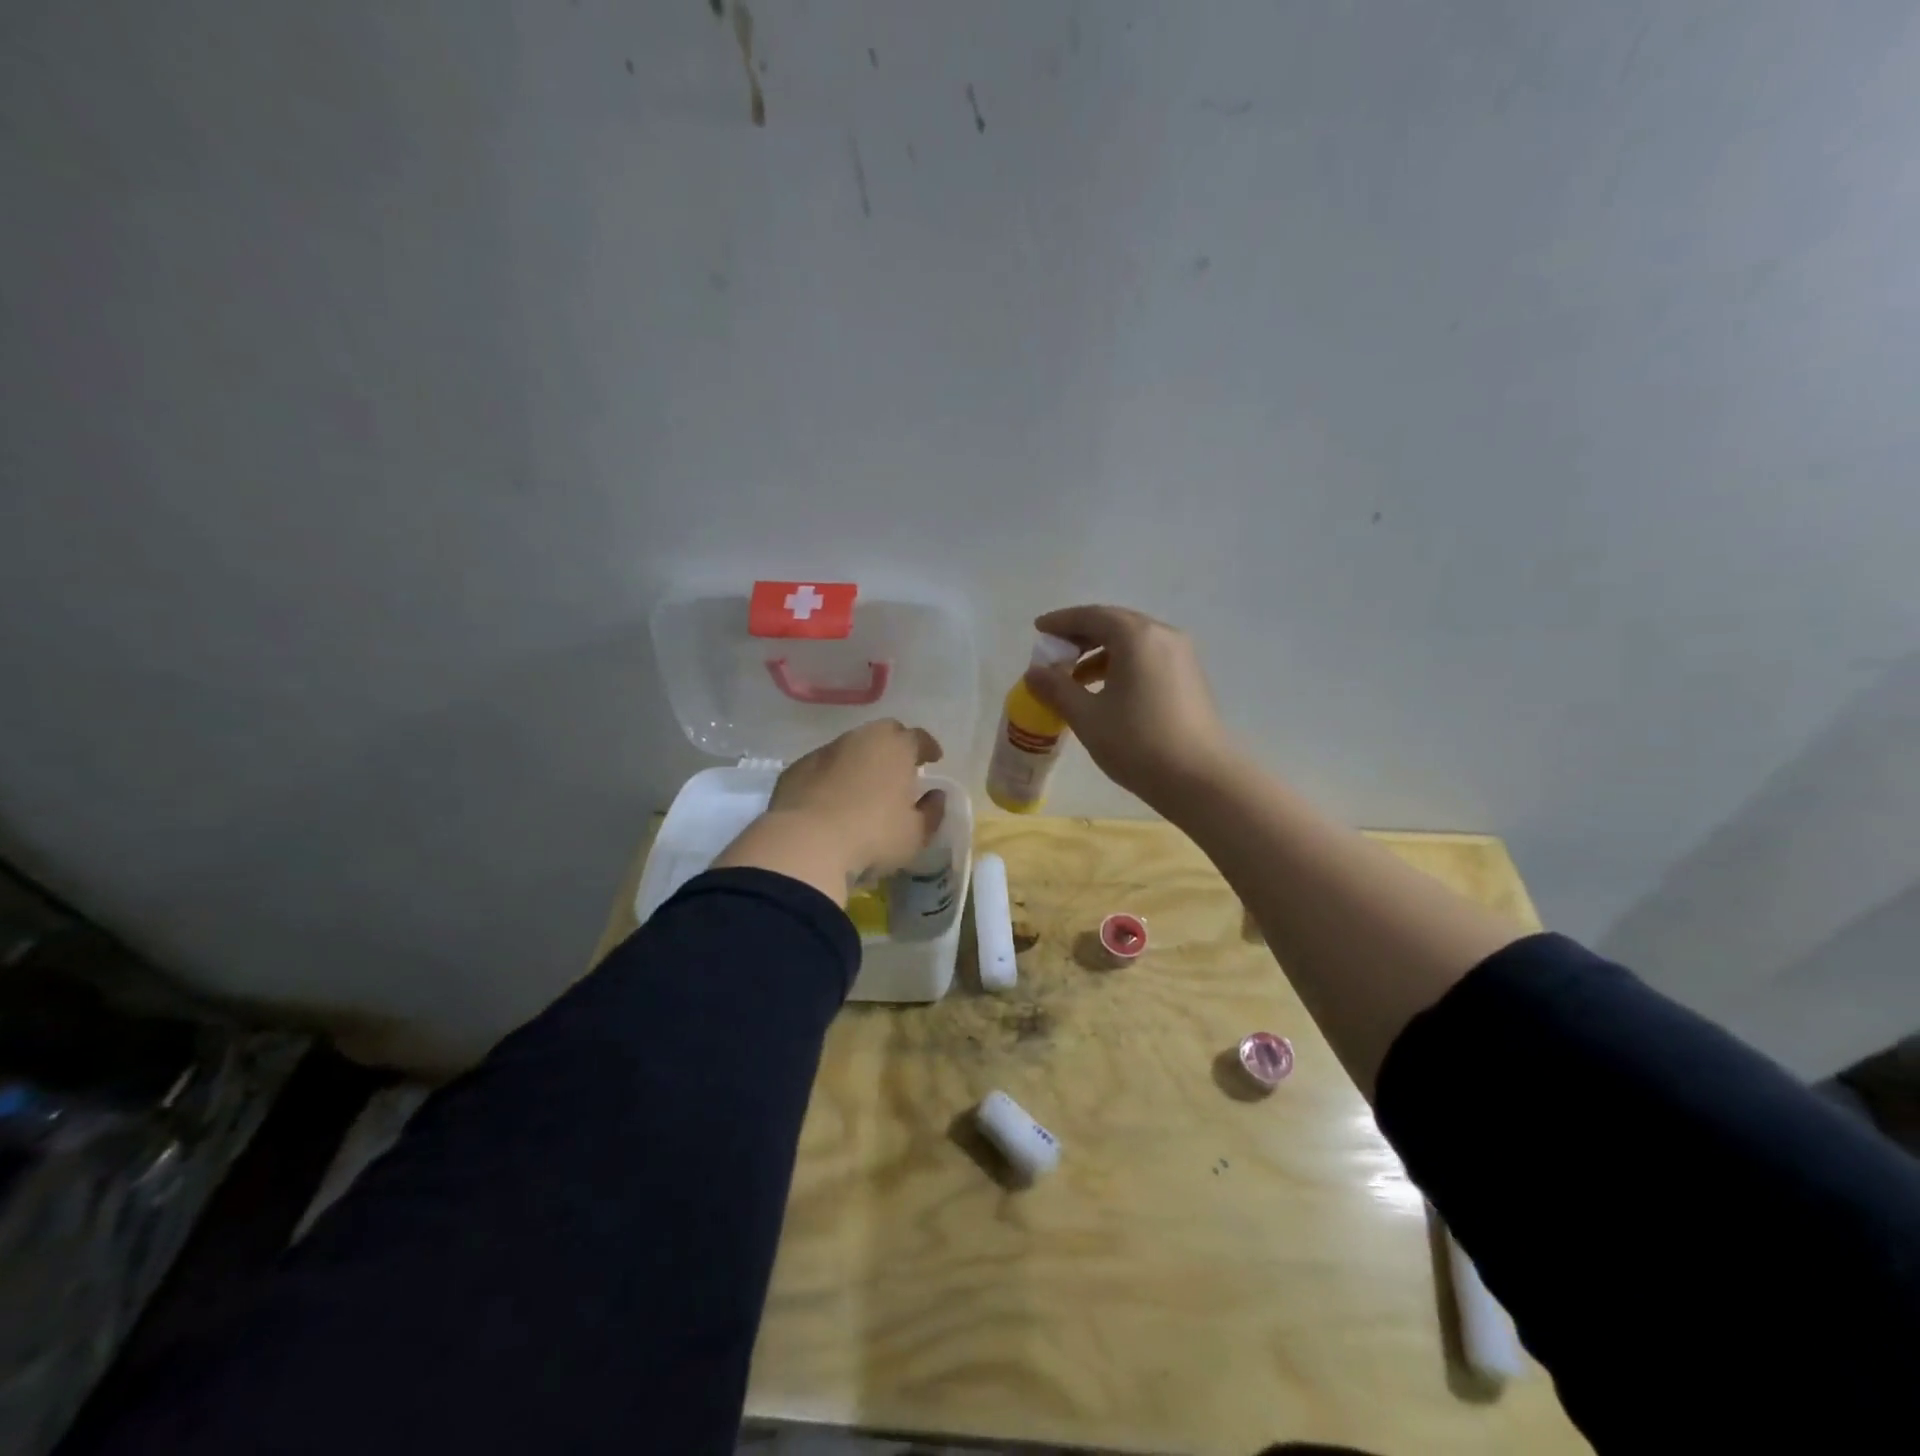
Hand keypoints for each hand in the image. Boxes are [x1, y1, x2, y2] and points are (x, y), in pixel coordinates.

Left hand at [713, 719, 945, 902]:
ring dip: (861, 761)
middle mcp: (860, 739)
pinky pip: (822, 766)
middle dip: (895, 747)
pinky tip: (831, 799)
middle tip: (900, 769)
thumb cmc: (873, 836)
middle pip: (883, 733)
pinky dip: (832, 776)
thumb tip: (936, 796)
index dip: (927, 748)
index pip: (918, 737)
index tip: (933, 759)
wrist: (805, 843)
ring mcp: (824, 751)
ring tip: (865, 786)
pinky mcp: (796, 769)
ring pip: (850, 748)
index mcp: (896, 747)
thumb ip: (931, 812)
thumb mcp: (915, 834)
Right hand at [1023, 605, 1233, 807]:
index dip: (1061, 621)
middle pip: (1114, 623)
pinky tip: (1106, 691)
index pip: (1091, 616)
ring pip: (1133, 642)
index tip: (1039, 629)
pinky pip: (1148, 657)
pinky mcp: (1189, 677)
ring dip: (1101, 652)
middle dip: (1081, 635)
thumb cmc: (1138, 743)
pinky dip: (1122, 664)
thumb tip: (1033, 672)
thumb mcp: (1087, 717)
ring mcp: (1181, 656)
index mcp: (1136, 637)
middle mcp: (1162, 636)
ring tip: (1075, 678)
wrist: (1200, 779)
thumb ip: (1057, 689)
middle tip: (1054, 652)